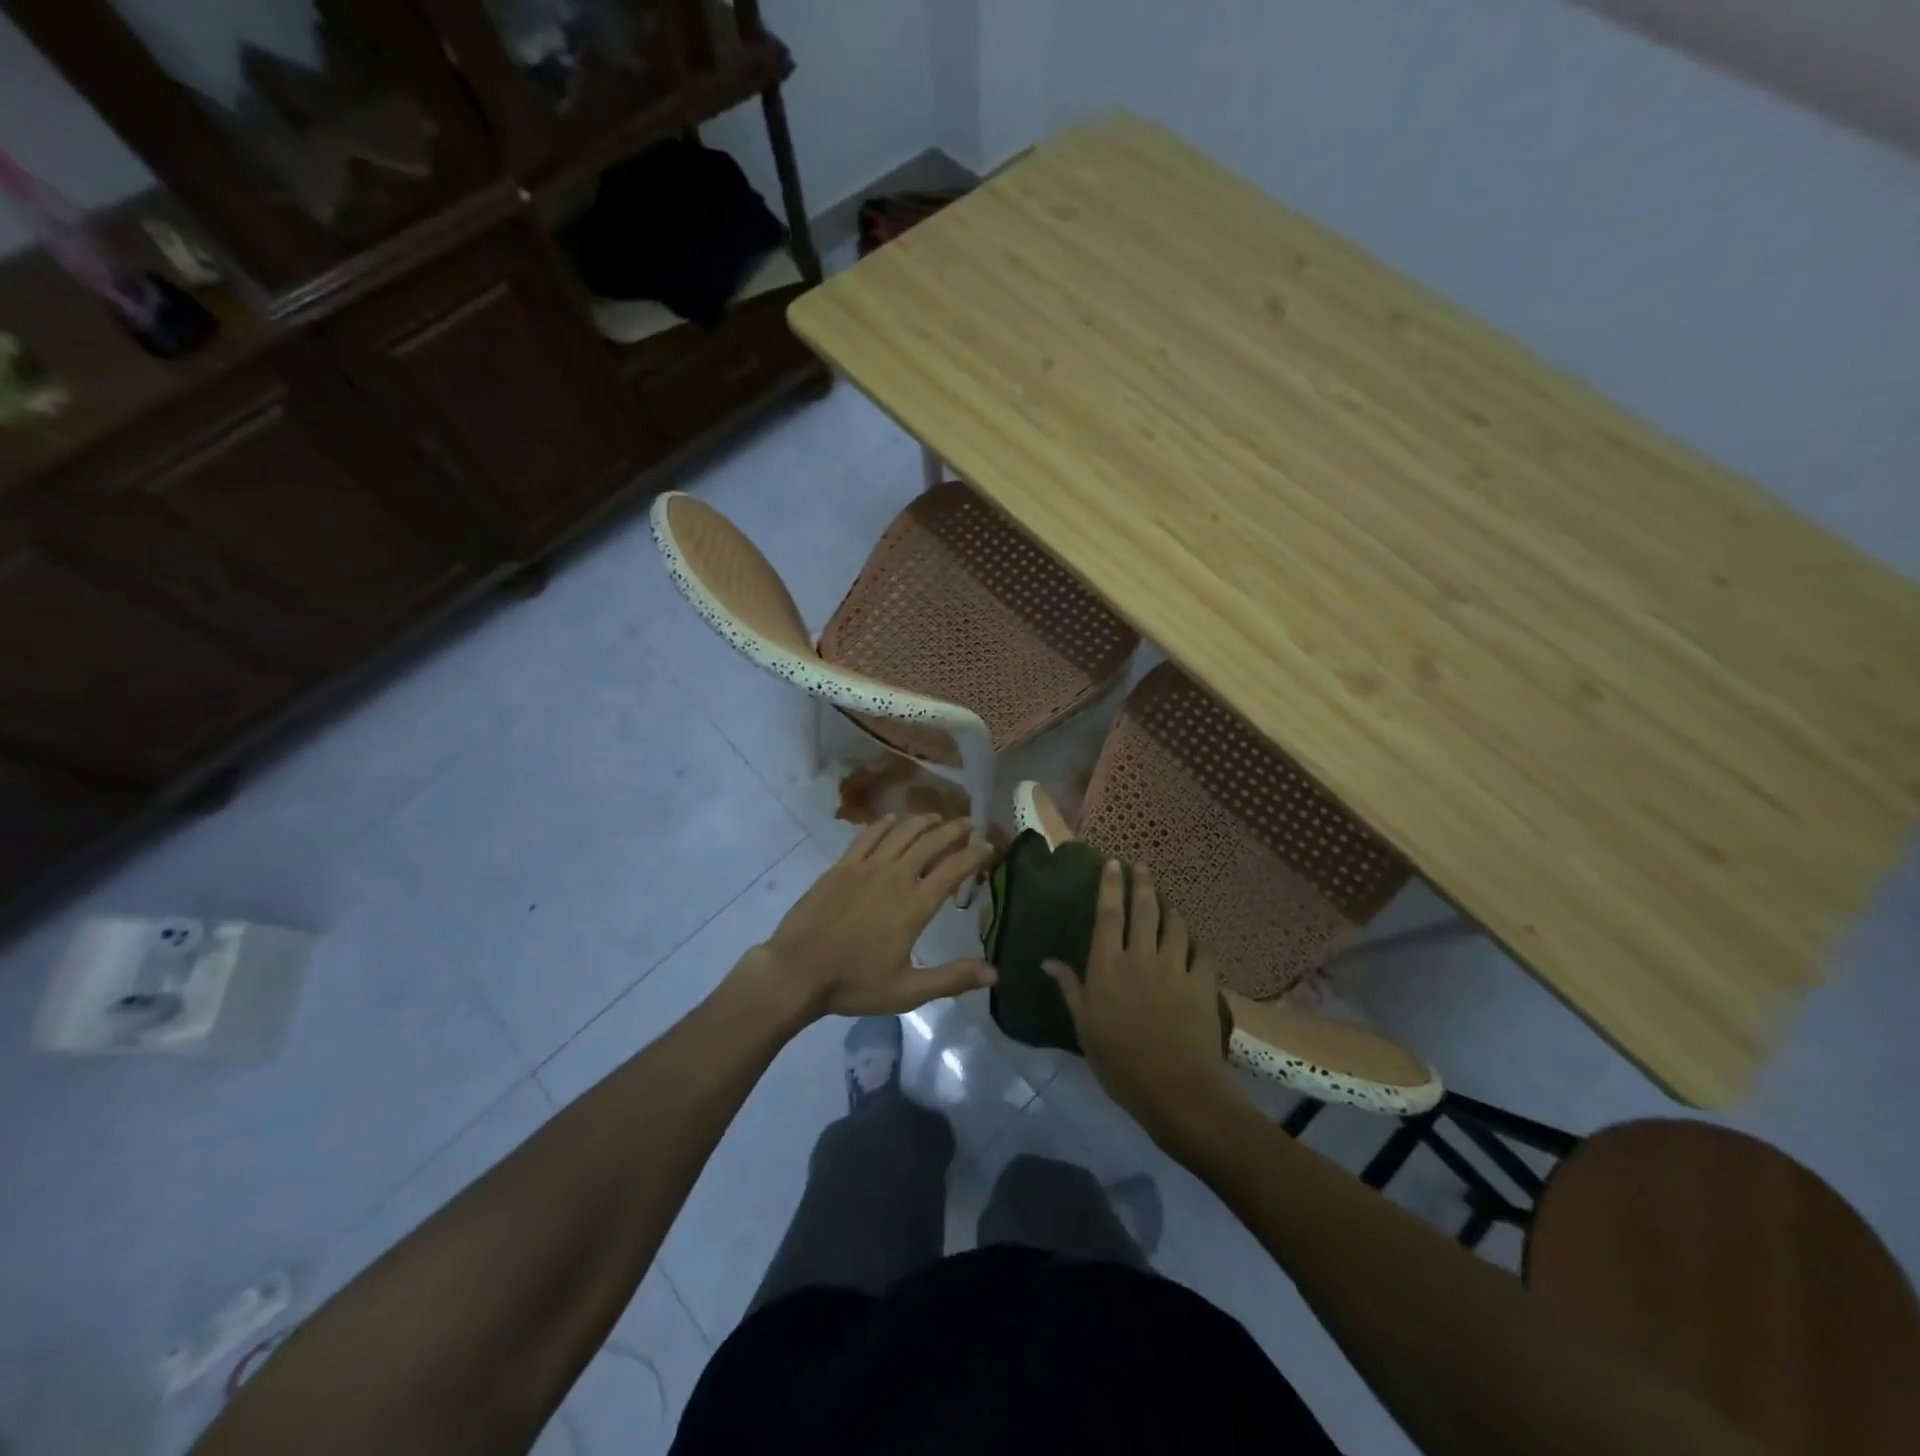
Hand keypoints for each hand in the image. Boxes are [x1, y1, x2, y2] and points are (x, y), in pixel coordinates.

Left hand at [745, 814, 997, 1018]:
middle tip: (969, 823)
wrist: (796, 971)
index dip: (974, 855)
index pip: (953, 870)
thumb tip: (994, 974)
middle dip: (953, 830)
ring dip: (922, 821)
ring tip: (937, 817)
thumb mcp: (907, 991)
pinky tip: (893, 820)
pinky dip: (884, 824)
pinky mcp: (841, 866)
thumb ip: (952, 979)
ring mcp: (866, 867)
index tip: (989, 846)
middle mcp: (895, 877)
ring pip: (901, 833)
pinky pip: (867, 836)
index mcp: (914, 905)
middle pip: (930, 842)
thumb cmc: (854, 983)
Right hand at [1045, 861, 1237, 1142]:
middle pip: (1144, 910)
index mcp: (1108, 966)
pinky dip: (1198, 945)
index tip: (1112, 863)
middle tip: (1142, 866)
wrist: (1175, 1090)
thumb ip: (1070, 988)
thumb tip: (1047, 961)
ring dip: (1171, 910)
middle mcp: (1141, 957)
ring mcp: (1175, 968)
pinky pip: (1203, 954)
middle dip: (1143, 883)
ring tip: (1168, 903)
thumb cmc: (1119, 1062)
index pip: (1108, 915)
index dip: (1110, 886)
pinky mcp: (1203, 984)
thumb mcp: (1084, 1026)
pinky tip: (1196, 945)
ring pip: (1175, 926)